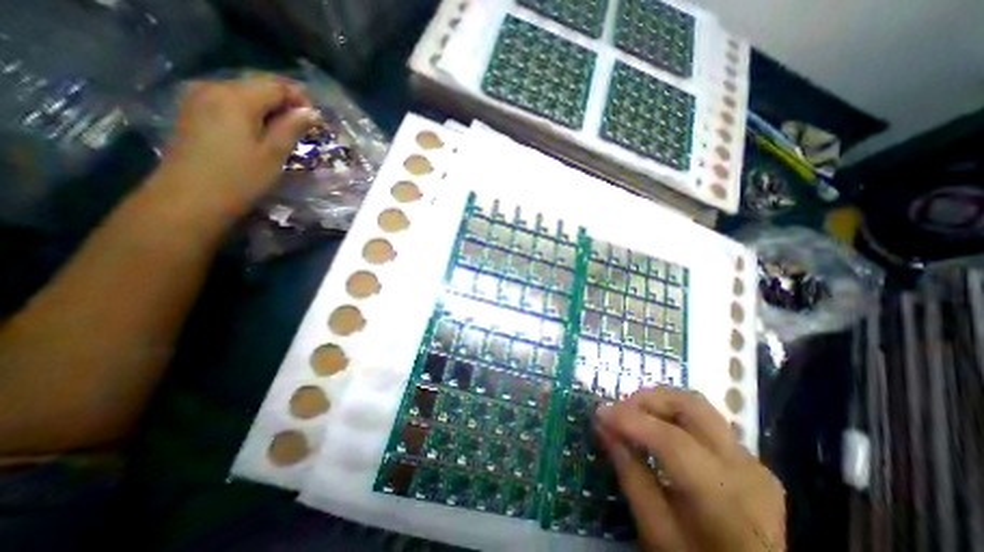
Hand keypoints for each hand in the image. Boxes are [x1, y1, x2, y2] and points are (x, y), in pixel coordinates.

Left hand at [151, 76, 317, 218]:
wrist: (191, 198)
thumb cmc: (240, 178)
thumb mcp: (274, 154)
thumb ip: (292, 127)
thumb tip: (311, 112)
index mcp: (236, 98)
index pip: (276, 86)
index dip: (300, 100)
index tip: (316, 122)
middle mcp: (213, 88)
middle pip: (258, 86)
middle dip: (285, 104)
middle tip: (305, 129)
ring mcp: (198, 99)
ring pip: (244, 95)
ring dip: (269, 110)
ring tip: (286, 134)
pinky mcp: (193, 112)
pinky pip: (229, 103)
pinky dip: (251, 114)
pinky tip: (260, 133)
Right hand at [597, 389, 788, 551]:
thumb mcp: (656, 531)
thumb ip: (629, 473)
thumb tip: (602, 425)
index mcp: (726, 501)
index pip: (672, 442)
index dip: (630, 421)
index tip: (599, 413)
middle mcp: (745, 469)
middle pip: (690, 406)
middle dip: (646, 399)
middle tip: (618, 411)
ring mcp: (750, 460)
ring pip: (697, 405)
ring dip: (658, 402)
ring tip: (633, 415)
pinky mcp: (746, 456)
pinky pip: (703, 419)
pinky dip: (671, 413)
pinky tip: (655, 426)